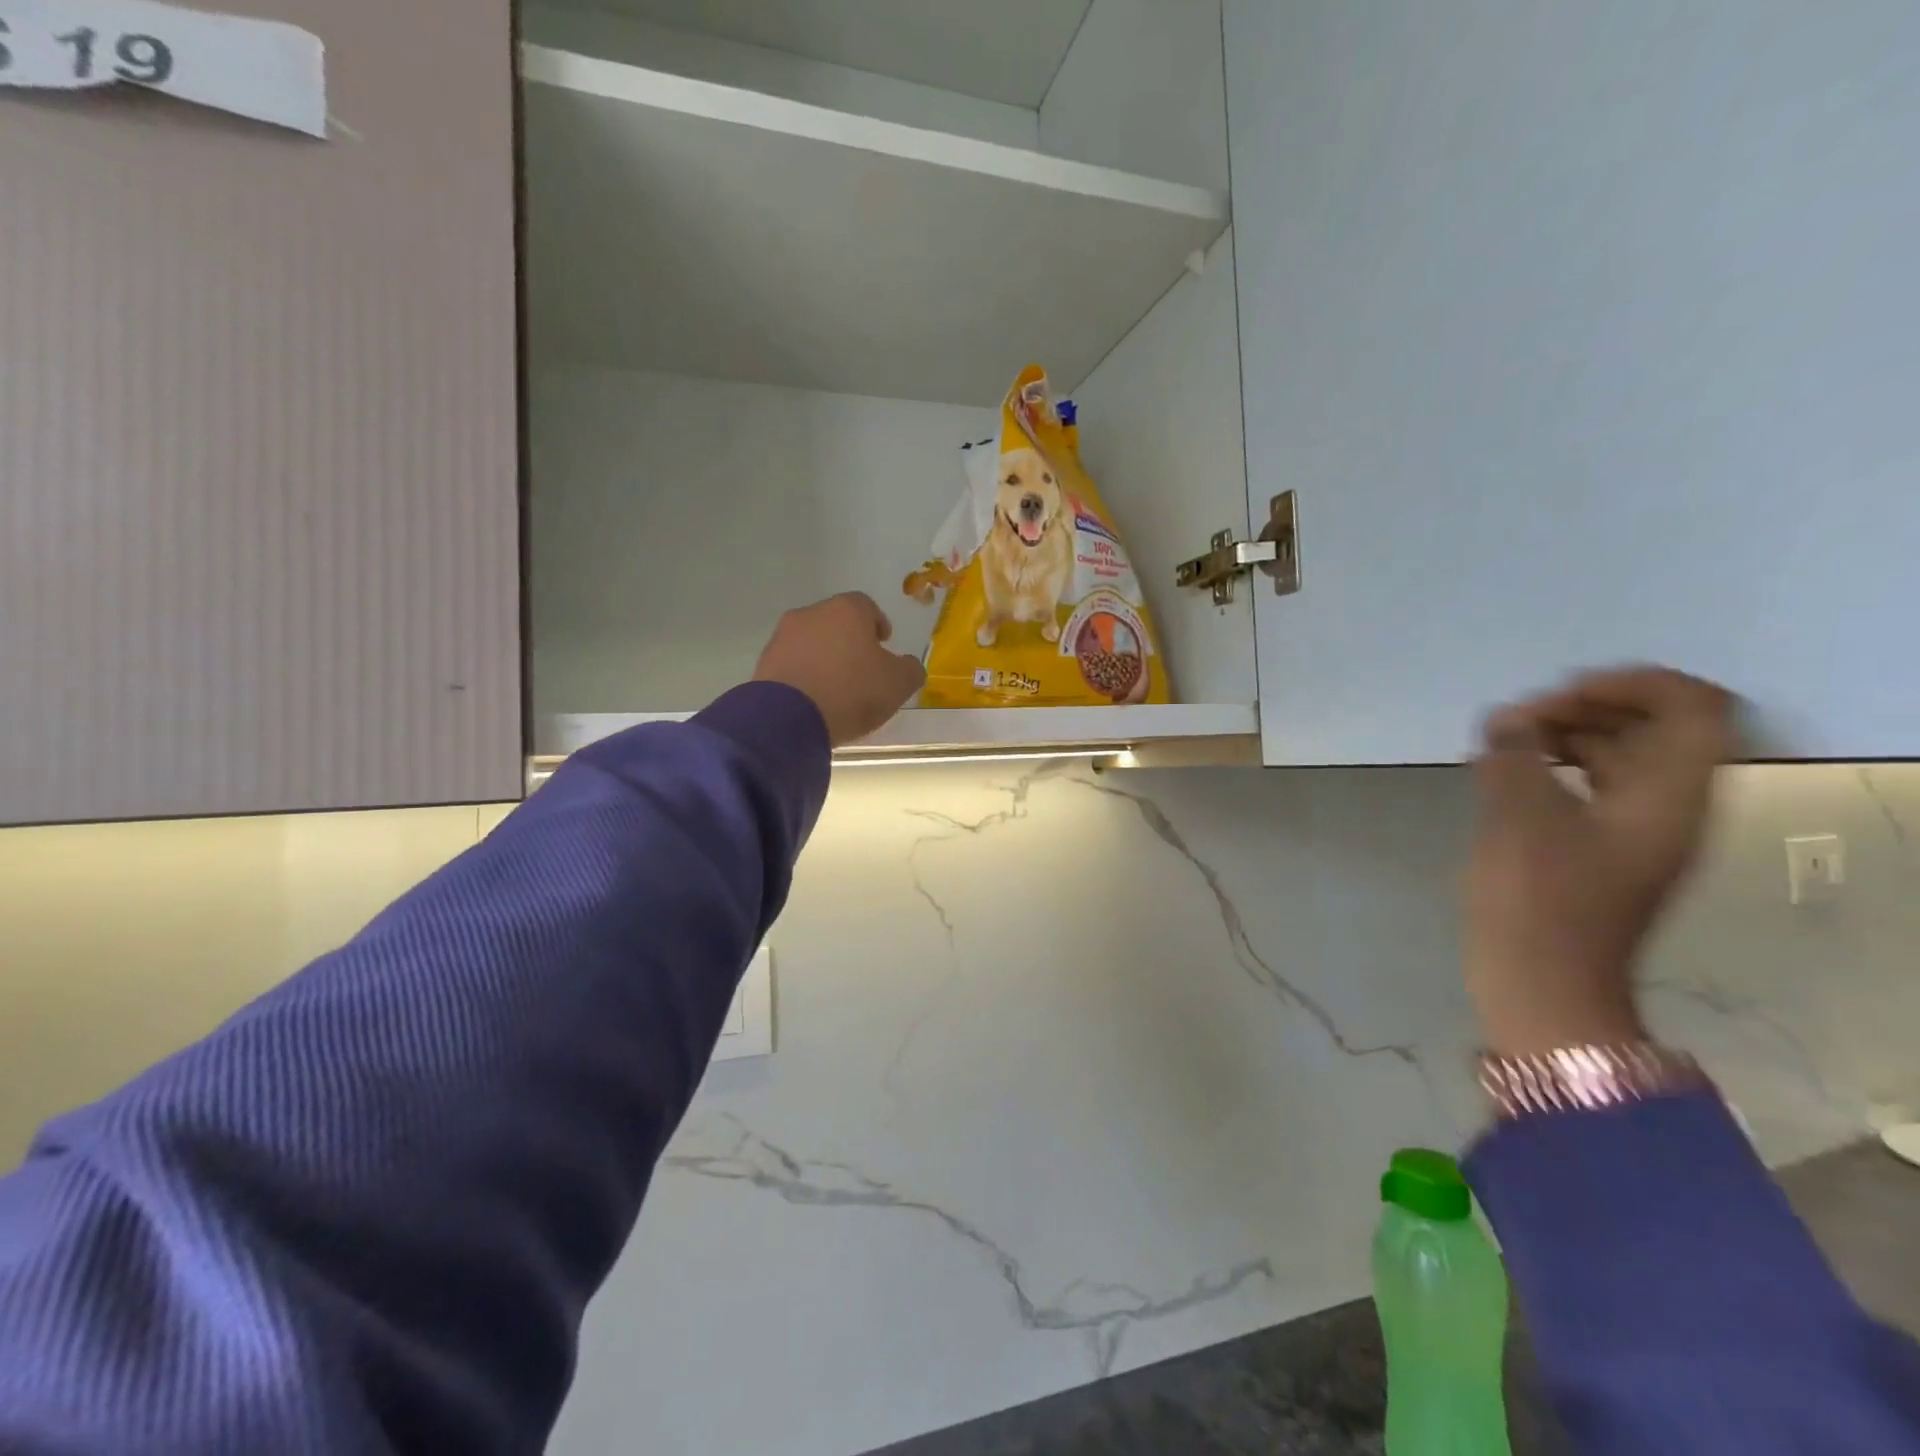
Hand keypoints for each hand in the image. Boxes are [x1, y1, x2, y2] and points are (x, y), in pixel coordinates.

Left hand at [752, 592, 925, 747]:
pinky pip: (792, 665)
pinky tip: (814, 699)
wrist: (789, 718)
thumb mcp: (898, 683)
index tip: (883, 645)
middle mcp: (811, 614)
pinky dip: (804, 675)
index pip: (867, 606)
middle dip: (849, 641)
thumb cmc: (852, 691)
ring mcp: (783, 637)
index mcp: (847, 610)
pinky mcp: (764, 663)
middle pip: (836, 622)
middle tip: (861, 667)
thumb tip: (908, 665)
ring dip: (824, 658)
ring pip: (811, 642)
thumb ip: (910, 669)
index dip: (878, 624)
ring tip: (836, 688)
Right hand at [1465, 667, 1735, 1055]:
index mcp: (1669, 795)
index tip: (1558, 697)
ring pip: (1618, 756)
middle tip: (1518, 720)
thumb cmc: (1538, 900)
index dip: (1630, 684)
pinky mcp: (1600, 849)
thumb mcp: (1519, 818)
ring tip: (1503, 742)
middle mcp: (1667, 806)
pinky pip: (1592, 785)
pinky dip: (1554, 766)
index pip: (1690, 707)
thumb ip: (1513, 756)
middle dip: (1584, 708)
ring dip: (1564, 735)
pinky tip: (1505, 772)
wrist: (1541, 984)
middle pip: (1652, 727)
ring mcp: (1635, 830)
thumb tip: (1506, 719)